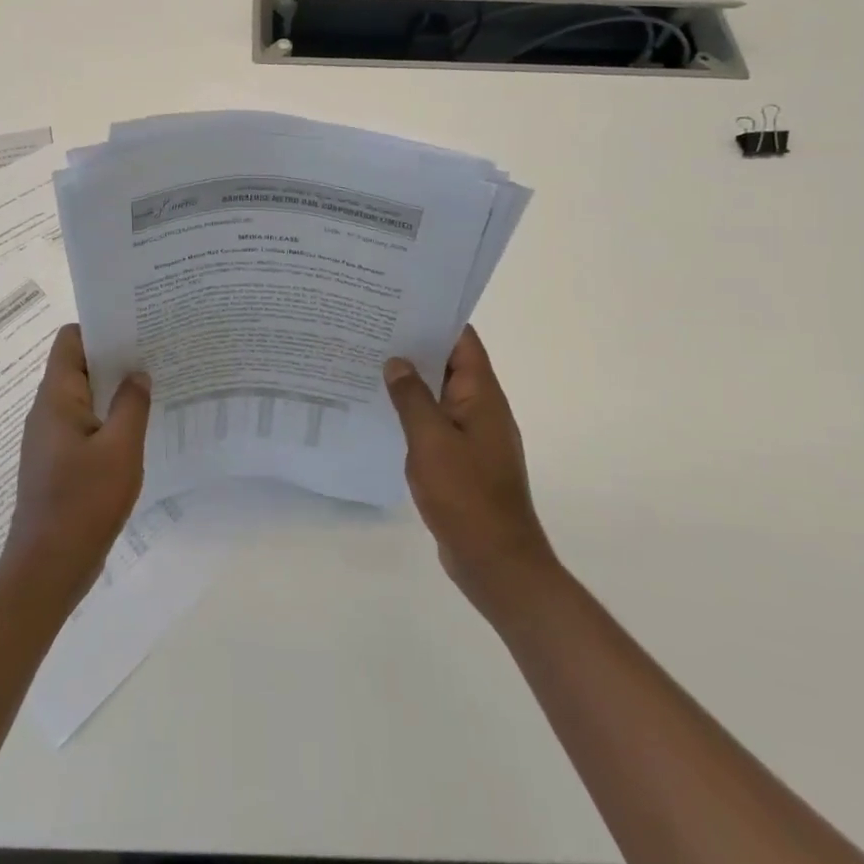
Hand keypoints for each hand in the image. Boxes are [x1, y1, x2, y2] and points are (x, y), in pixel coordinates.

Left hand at [2, 325, 151, 607]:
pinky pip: (86, 425)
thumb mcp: (120, 449)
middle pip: (79, 365)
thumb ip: (132, 405)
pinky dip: (110, 418)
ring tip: (155, 385)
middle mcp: (48, 411)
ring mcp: (52, 438)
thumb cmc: (83, 502)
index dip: (101, 327)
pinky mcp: (60, 461)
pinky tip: (140, 428)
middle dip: (116, 356)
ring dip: (115, 389)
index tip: (137, 326)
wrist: (48, 568)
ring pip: (85, 396)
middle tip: (156, 352)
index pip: (70, 340)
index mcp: (56, 398)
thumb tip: (138, 373)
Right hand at [384, 326, 557, 621]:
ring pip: (439, 394)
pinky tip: (381, 411)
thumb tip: (396, 361)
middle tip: (370, 329)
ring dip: (411, 380)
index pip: (462, 340)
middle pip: (449, 363)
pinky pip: (435, 423)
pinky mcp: (461, 459)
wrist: (495, 561)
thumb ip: (411, 397)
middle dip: (414, 346)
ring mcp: (472, 435)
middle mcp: (481, 408)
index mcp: (482, 395)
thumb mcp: (431, 441)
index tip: (398, 302)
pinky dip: (413, 412)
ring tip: (368, 363)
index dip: (434, 317)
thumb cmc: (466, 495)